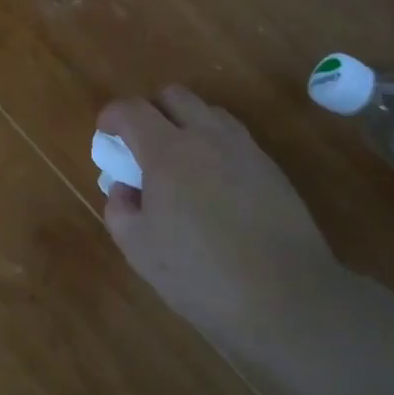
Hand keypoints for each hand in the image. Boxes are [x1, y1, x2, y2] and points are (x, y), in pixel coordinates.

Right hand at [99, 86, 341, 344]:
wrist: (288, 298)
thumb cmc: (201, 274)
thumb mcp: (139, 249)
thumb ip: (119, 209)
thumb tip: (124, 188)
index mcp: (167, 151)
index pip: (132, 110)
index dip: (112, 116)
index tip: (105, 133)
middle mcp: (206, 137)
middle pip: (174, 96)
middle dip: (151, 110)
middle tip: (141, 144)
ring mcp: (244, 150)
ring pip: (209, 112)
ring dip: (187, 124)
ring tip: (180, 161)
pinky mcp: (272, 169)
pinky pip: (235, 138)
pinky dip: (215, 145)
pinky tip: (213, 184)